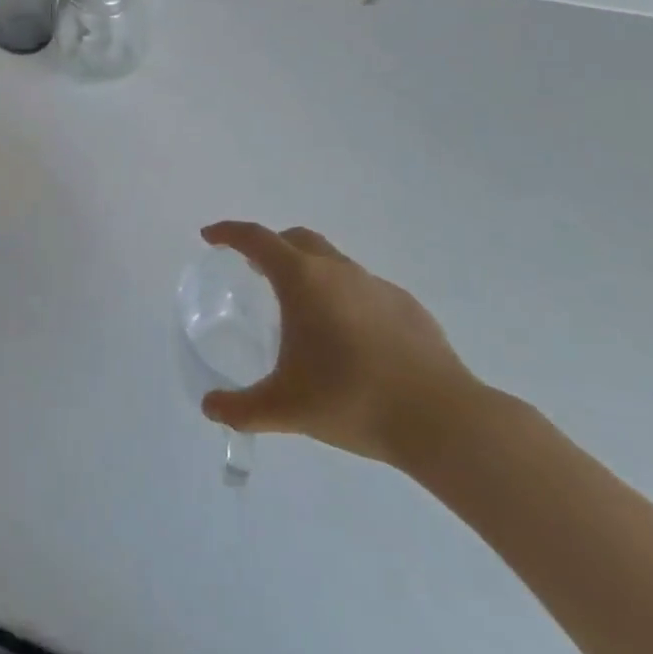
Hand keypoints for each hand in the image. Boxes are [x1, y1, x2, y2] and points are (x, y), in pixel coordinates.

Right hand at [199, 221, 481, 469]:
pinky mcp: (408, 307)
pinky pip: (365, 290)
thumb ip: (242, 407)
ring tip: (304, 311)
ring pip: (333, 263)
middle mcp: (338, 270)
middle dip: (271, 246)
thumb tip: (210, 408)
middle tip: (255, 269)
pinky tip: (351, 339)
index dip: (229, 233)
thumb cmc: (351, 400)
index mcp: (302, 279)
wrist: (442, 420)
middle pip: (297, 239)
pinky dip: (346, 299)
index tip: (211, 236)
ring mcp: (377, 286)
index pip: (256, 239)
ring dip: (310, 272)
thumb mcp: (285, 408)